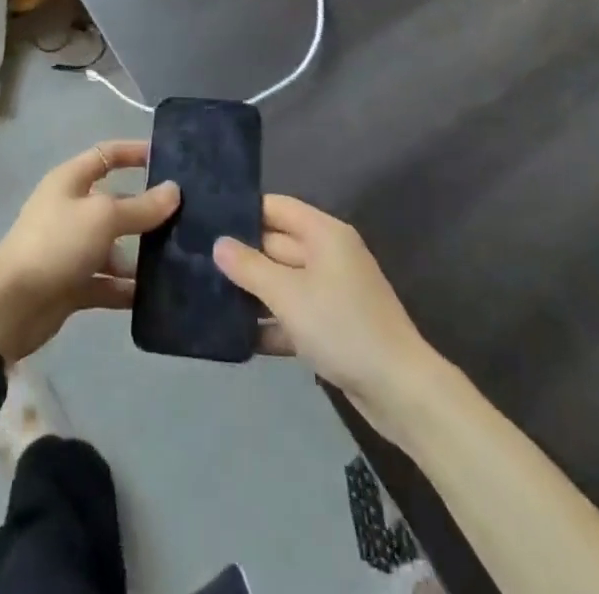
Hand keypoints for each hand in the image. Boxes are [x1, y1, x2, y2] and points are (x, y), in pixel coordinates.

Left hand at [0, 141, 179, 363]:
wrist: (9, 307)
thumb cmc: (56, 244)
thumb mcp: (102, 217)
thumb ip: (141, 207)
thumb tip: (174, 190)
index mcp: (70, 181)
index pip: (107, 155)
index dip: (134, 152)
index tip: (168, 159)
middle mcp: (71, 209)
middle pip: (116, 203)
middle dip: (147, 211)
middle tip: (188, 219)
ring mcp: (72, 248)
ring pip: (115, 246)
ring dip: (141, 254)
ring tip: (180, 261)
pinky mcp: (73, 284)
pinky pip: (108, 282)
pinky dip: (128, 288)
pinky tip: (159, 296)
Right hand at [214, 196, 433, 426]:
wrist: (399, 390)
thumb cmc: (341, 326)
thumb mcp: (288, 294)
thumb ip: (249, 267)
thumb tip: (218, 243)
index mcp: (323, 233)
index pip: (276, 208)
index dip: (244, 211)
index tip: (207, 221)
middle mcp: (328, 254)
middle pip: (277, 244)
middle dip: (243, 256)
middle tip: (198, 262)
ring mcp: (332, 291)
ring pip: (283, 282)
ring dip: (254, 293)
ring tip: (209, 297)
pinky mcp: (333, 326)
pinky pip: (295, 314)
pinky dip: (272, 323)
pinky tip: (239, 337)